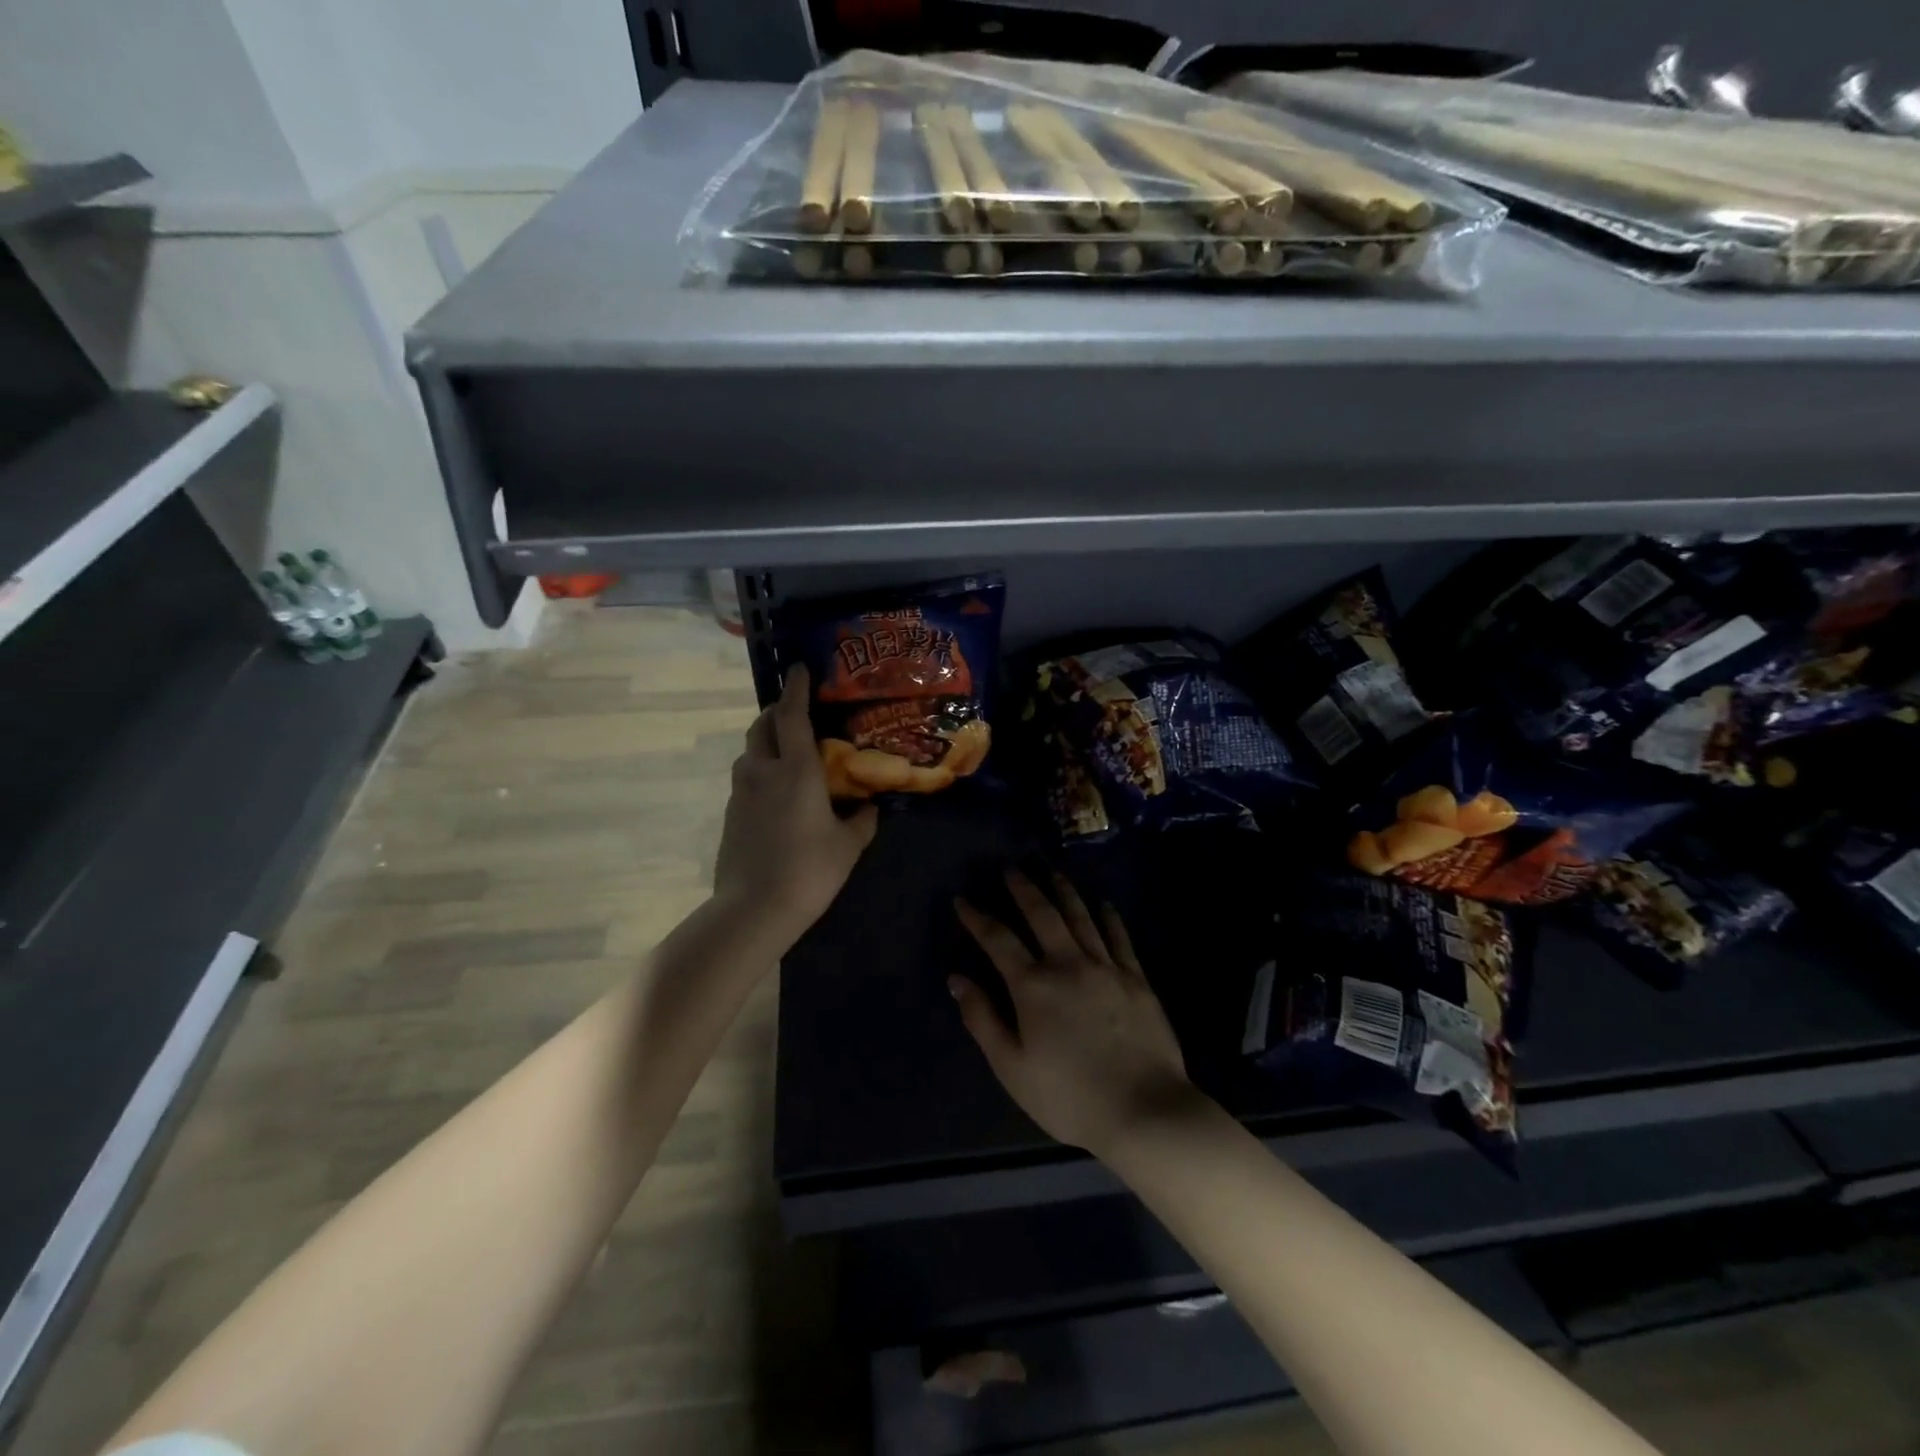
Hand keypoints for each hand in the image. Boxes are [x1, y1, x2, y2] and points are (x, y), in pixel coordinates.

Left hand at [714, 665, 877, 940]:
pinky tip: (778, 790)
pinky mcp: (730, 812)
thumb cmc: (809, 870)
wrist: (753, 908)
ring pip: (750, 751)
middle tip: (797, 711)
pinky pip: (746, 776)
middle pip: (763, 725)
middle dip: (778, 711)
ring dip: (767, 740)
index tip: (799, 669)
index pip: (792, 715)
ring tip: (789, 751)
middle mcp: (763, 771)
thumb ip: (861, 820)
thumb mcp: (848, 845)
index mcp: (796, 770)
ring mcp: (740, 791)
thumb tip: (870, 807)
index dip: (796, 688)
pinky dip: (761, 769)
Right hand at [952, 871, 1198, 1157]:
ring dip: (1064, 891)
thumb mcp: (1012, 1067)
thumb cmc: (1069, 1096)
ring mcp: (1106, 968)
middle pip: (1042, 914)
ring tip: (1052, 872)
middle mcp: (1068, 964)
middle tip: (1012, 869)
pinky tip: (1104, 904)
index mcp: (1033, 986)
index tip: (962, 900)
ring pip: (1081, 916)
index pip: (998, 940)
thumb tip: (957, 978)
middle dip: (1023, 888)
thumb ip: (982, 1019)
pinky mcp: (1137, 979)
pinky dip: (1109, 917)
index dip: (977, 918)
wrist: (1144, 1110)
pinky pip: (1120, 937)